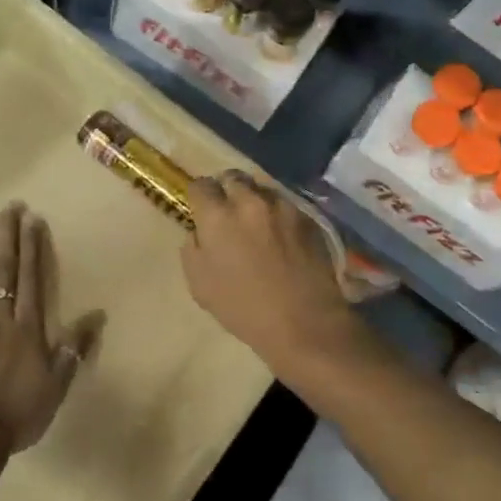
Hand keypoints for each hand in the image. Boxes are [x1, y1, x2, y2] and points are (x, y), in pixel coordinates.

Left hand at [0, 204, 104, 452]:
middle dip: (8, 236)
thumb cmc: (19, 414)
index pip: (31, 279)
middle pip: (3, 270)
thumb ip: (74, 347)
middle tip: (10, 207)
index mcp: (26, 328)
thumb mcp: (57, 385)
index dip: (33, 248)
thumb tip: (96, 315)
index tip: (33, 220)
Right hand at [181, 172, 355, 368]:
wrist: (304, 323)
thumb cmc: (244, 309)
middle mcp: (249, 201)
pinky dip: (277, 213)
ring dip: (254, 199)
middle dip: (226, 190)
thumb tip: (198, 231)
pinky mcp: (307, 217)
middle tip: (228, 212)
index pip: (200, 185)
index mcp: (217, 216)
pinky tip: (280, 235)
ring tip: (256, 222)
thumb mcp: (200, 284)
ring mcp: (282, 206)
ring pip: (261, 188)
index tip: (201, 210)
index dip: (198, 197)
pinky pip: (285, 204)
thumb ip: (193, 248)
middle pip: (232, 177)